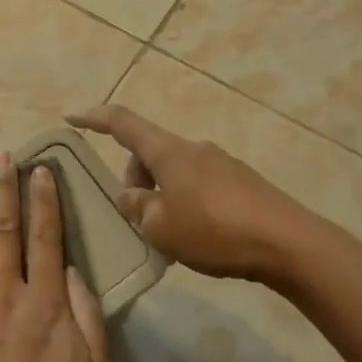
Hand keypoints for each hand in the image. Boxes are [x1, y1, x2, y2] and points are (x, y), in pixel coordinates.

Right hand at [67, 105, 334, 281]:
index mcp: (168, 152)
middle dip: (135, 178)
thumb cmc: (215, 230)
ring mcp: (222, 163)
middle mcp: (193, 149)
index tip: (71, 117)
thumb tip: (131, 196)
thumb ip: (137, 208)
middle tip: (137, 217)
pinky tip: (200, 236)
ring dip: (163, 194)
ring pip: (176, 171)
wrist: (289, 244)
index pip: (122, 124)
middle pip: (150, 153)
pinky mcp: (243, 183)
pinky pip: (201, 185)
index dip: (94, 118)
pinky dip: (188, 203)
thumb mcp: (161, 227)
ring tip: (171, 235)